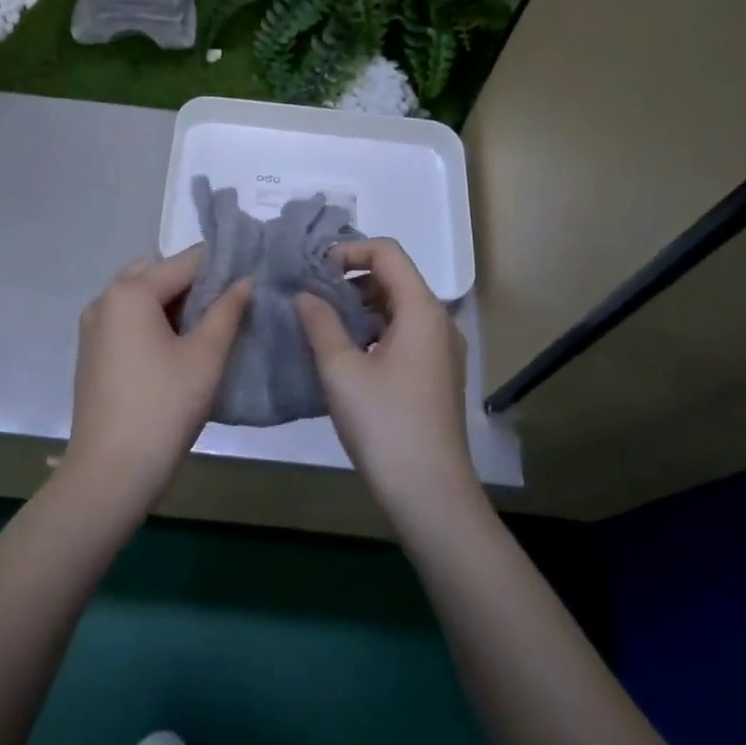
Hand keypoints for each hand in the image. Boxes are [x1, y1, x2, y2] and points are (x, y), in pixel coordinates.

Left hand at [63, 249, 251, 512]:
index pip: (185, 262)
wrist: (110, 473)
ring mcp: (93, 326)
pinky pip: (127, 319)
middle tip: (229, 305)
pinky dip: (153, 321)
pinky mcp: (92, 352)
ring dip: (173, 303)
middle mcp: (105, 299)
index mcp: (131, 292)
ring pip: (141, 296)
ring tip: (210, 328)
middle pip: (158, 273)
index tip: (253, 276)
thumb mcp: (205, 357)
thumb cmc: (163, 408)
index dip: (222, 266)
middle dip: (194, 283)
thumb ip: (227, 311)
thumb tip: (245, 281)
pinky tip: (179, 349)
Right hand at [297, 239, 475, 521]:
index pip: (387, 252)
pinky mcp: (436, 374)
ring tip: (322, 325)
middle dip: (351, 279)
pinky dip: (373, 330)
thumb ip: (320, 323)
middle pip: (394, 277)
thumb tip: (305, 295)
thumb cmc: (385, 424)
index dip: (348, 251)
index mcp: (422, 310)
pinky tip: (345, 355)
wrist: (430, 493)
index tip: (313, 271)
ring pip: (398, 307)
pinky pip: (404, 333)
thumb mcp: (341, 370)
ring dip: (360, 307)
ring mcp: (441, 350)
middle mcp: (438, 321)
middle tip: (311, 297)